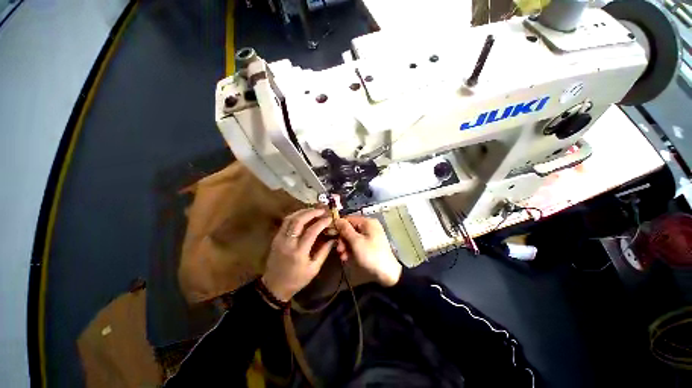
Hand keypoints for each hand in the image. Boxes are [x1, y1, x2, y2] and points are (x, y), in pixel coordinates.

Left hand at [262, 208, 334, 301]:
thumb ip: (324, 251)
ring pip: (290, 218)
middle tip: (322, 209)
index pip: (311, 231)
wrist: (274, 286)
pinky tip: (303, 214)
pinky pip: (285, 222)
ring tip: (313, 209)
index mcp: (298, 253)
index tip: (329, 218)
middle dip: (311, 212)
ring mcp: (279, 239)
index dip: (321, 222)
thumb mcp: (314, 269)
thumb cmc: (297, 280)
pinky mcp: (275, 238)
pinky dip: (295, 215)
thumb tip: (332, 238)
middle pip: (298, 221)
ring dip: (302, 211)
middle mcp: (287, 243)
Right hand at [335, 216, 401, 286]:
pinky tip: (347, 257)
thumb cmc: (371, 255)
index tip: (332, 236)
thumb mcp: (356, 242)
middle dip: (342, 239)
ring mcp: (370, 235)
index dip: (339, 227)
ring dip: (345, 246)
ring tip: (342, 256)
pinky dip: (351, 249)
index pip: (348, 219)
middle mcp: (369, 226)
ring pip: (352, 237)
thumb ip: (345, 230)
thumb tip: (336, 219)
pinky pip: (358, 242)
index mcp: (368, 222)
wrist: (387, 273)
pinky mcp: (370, 244)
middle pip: (350, 229)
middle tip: (339, 250)